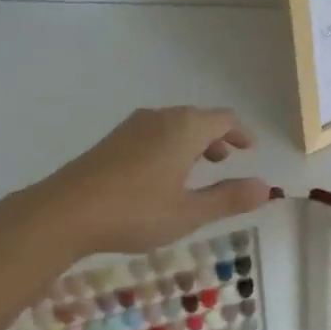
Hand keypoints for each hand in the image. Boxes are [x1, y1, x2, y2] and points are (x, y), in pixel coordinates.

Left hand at [1, 106, 270, 262]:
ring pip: (173, 125)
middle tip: (226, 158)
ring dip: (192, 141)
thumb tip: (266, 187)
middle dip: (216, 137)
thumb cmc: (135, 211)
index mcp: (185, 128)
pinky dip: (169, 145)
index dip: (241, 132)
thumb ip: (229, 198)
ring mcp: (133, 126)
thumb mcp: (189, 212)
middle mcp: (161, 117)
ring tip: (197, 168)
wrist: (64, 211)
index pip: (223, 119)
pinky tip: (161, 174)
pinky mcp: (112, 140)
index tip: (250, 148)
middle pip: (198, 118)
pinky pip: (153, 133)